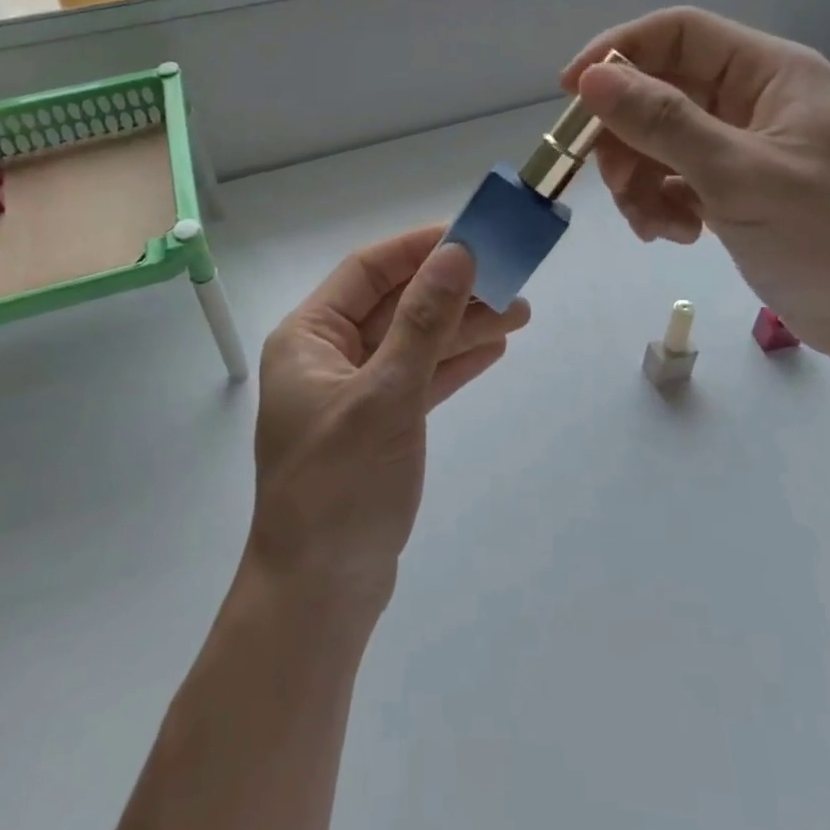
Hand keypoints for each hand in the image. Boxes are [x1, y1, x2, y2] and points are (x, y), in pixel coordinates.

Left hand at [247, 225, 529, 607]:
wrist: (321, 593)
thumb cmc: (341, 486)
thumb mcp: (386, 395)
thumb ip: (424, 322)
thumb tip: (457, 254)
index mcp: (308, 338)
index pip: (367, 271)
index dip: (418, 249)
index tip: (470, 235)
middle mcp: (327, 357)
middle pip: (395, 305)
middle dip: (451, 291)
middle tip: (511, 278)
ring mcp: (355, 393)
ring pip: (413, 342)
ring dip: (461, 327)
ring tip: (520, 313)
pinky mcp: (379, 426)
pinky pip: (419, 379)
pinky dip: (452, 364)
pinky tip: (493, 349)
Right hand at [562, 7, 829, 362]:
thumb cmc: (829, 236)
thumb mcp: (739, 174)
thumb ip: (663, 123)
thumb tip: (590, 79)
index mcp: (769, 73)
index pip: (679, 33)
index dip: (619, 52)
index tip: (571, 91)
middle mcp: (752, 98)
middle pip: (659, 90)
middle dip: (627, 137)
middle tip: (614, 182)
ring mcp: (740, 145)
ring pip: (657, 140)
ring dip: (640, 180)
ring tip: (654, 224)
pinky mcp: (731, 187)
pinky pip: (671, 177)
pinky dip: (660, 203)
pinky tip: (674, 234)